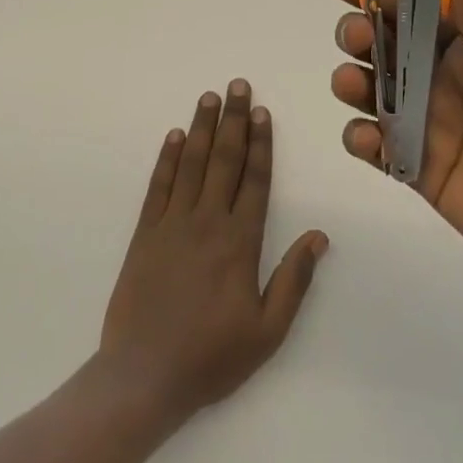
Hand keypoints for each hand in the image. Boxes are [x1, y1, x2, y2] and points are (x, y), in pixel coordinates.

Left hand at [99, 82, 327, 423]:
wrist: (143, 377)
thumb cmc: (211, 357)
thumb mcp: (267, 331)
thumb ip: (294, 280)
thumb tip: (319, 235)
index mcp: (241, 241)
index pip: (255, 179)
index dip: (260, 143)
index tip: (261, 112)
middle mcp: (208, 222)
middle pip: (224, 160)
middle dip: (233, 120)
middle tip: (237, 85)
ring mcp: (173, 225)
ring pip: (191, 164)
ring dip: (201, 128)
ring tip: (209, 97)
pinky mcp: (145, 234)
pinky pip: (158, 187)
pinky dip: (166, 159)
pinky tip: (173, 137)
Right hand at [329, 0, 462, 308]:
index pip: (422, 11)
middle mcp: (445, 82)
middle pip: (387, 47)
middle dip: (360, 32)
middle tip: (357, 36)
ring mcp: (430, 127)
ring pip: (373, 93)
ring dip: (352, 81)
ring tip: (351, 84)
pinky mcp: (420, 171)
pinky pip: (378, 148)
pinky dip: (361, 139)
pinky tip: (369, 140)